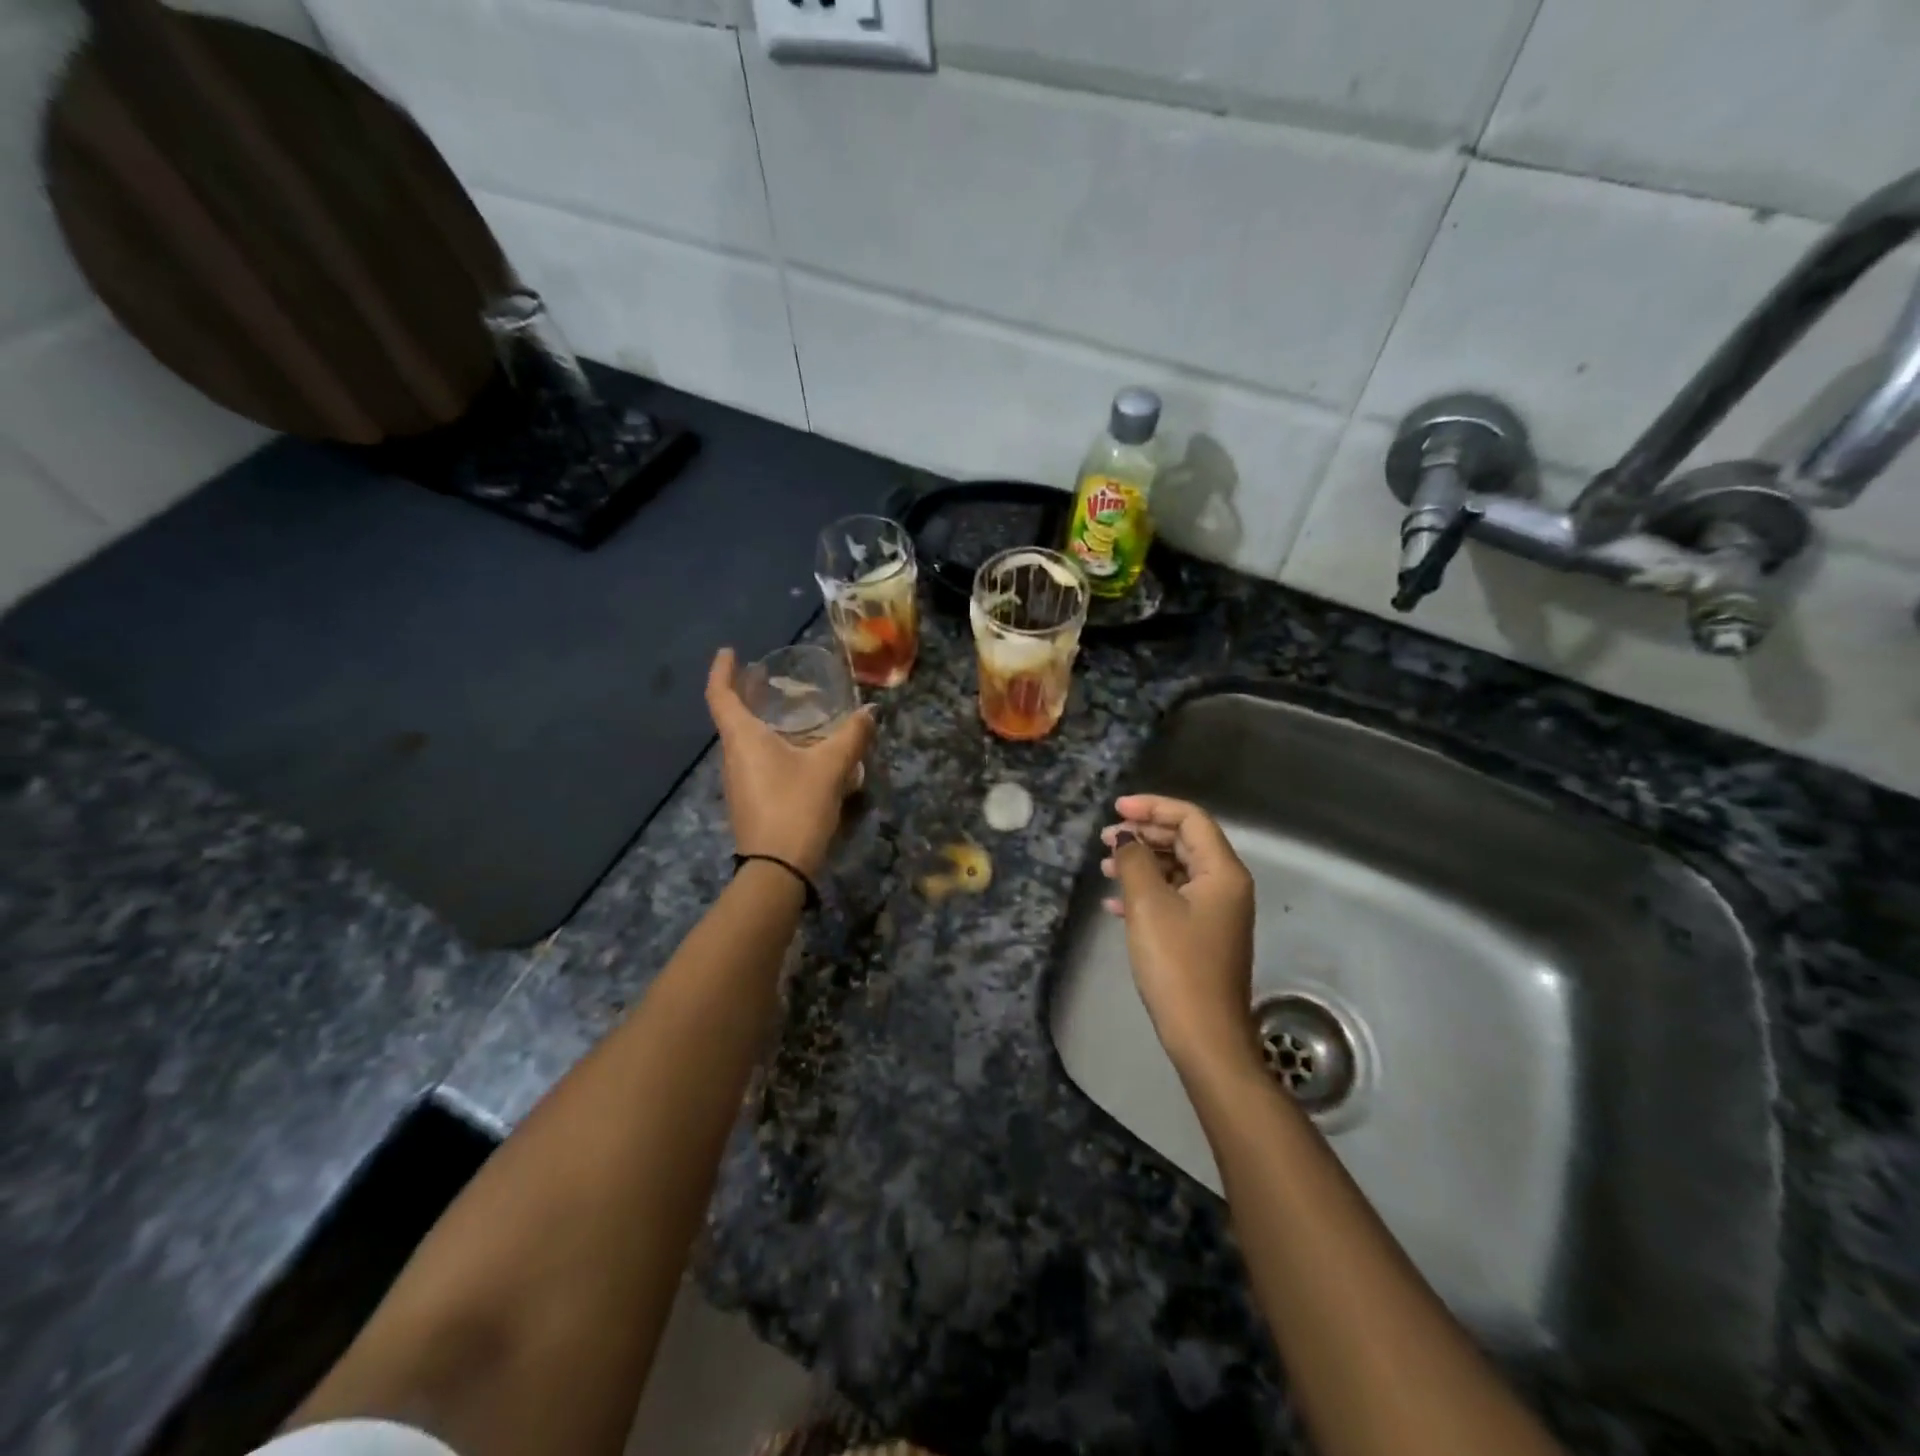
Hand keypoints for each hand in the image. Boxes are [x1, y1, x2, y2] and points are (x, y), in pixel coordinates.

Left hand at [706, 648, 874, 879]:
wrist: (777, 868)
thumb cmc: (796, 806)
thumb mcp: (830, 768)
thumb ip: (852, 737)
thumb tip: (870, 712)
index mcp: (742, 738)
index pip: (720, 694)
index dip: (721, 670)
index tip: (730, 651)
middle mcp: (732, 756)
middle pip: (731, 717)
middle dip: (746, 694)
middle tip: (768, 679)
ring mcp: (737, 782)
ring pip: (743, 742)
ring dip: (759, 723)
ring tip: (788, 713)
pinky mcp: (748, 802)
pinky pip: (754, 762)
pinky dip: (768, 746)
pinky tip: (796, 753)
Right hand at [1101, 794, 1257, 1071]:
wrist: (1204, 1035)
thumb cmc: (1177, 964)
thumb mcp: (1148, 905)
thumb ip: (1135, 861)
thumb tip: (1125, 838)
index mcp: (1222, 872)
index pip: (1191, 819)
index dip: (1153, 807)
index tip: (1116, 810)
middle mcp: (1225, 885)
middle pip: (1184, 841)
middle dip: (1144, 834)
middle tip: (1106, 838)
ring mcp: (1215, 912)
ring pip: (1176, 870)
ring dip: (1141, 863)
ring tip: (1105, 867)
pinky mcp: (1202, 935)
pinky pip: (1173, 898)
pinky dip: (1146, 892)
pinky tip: (1114, 904)